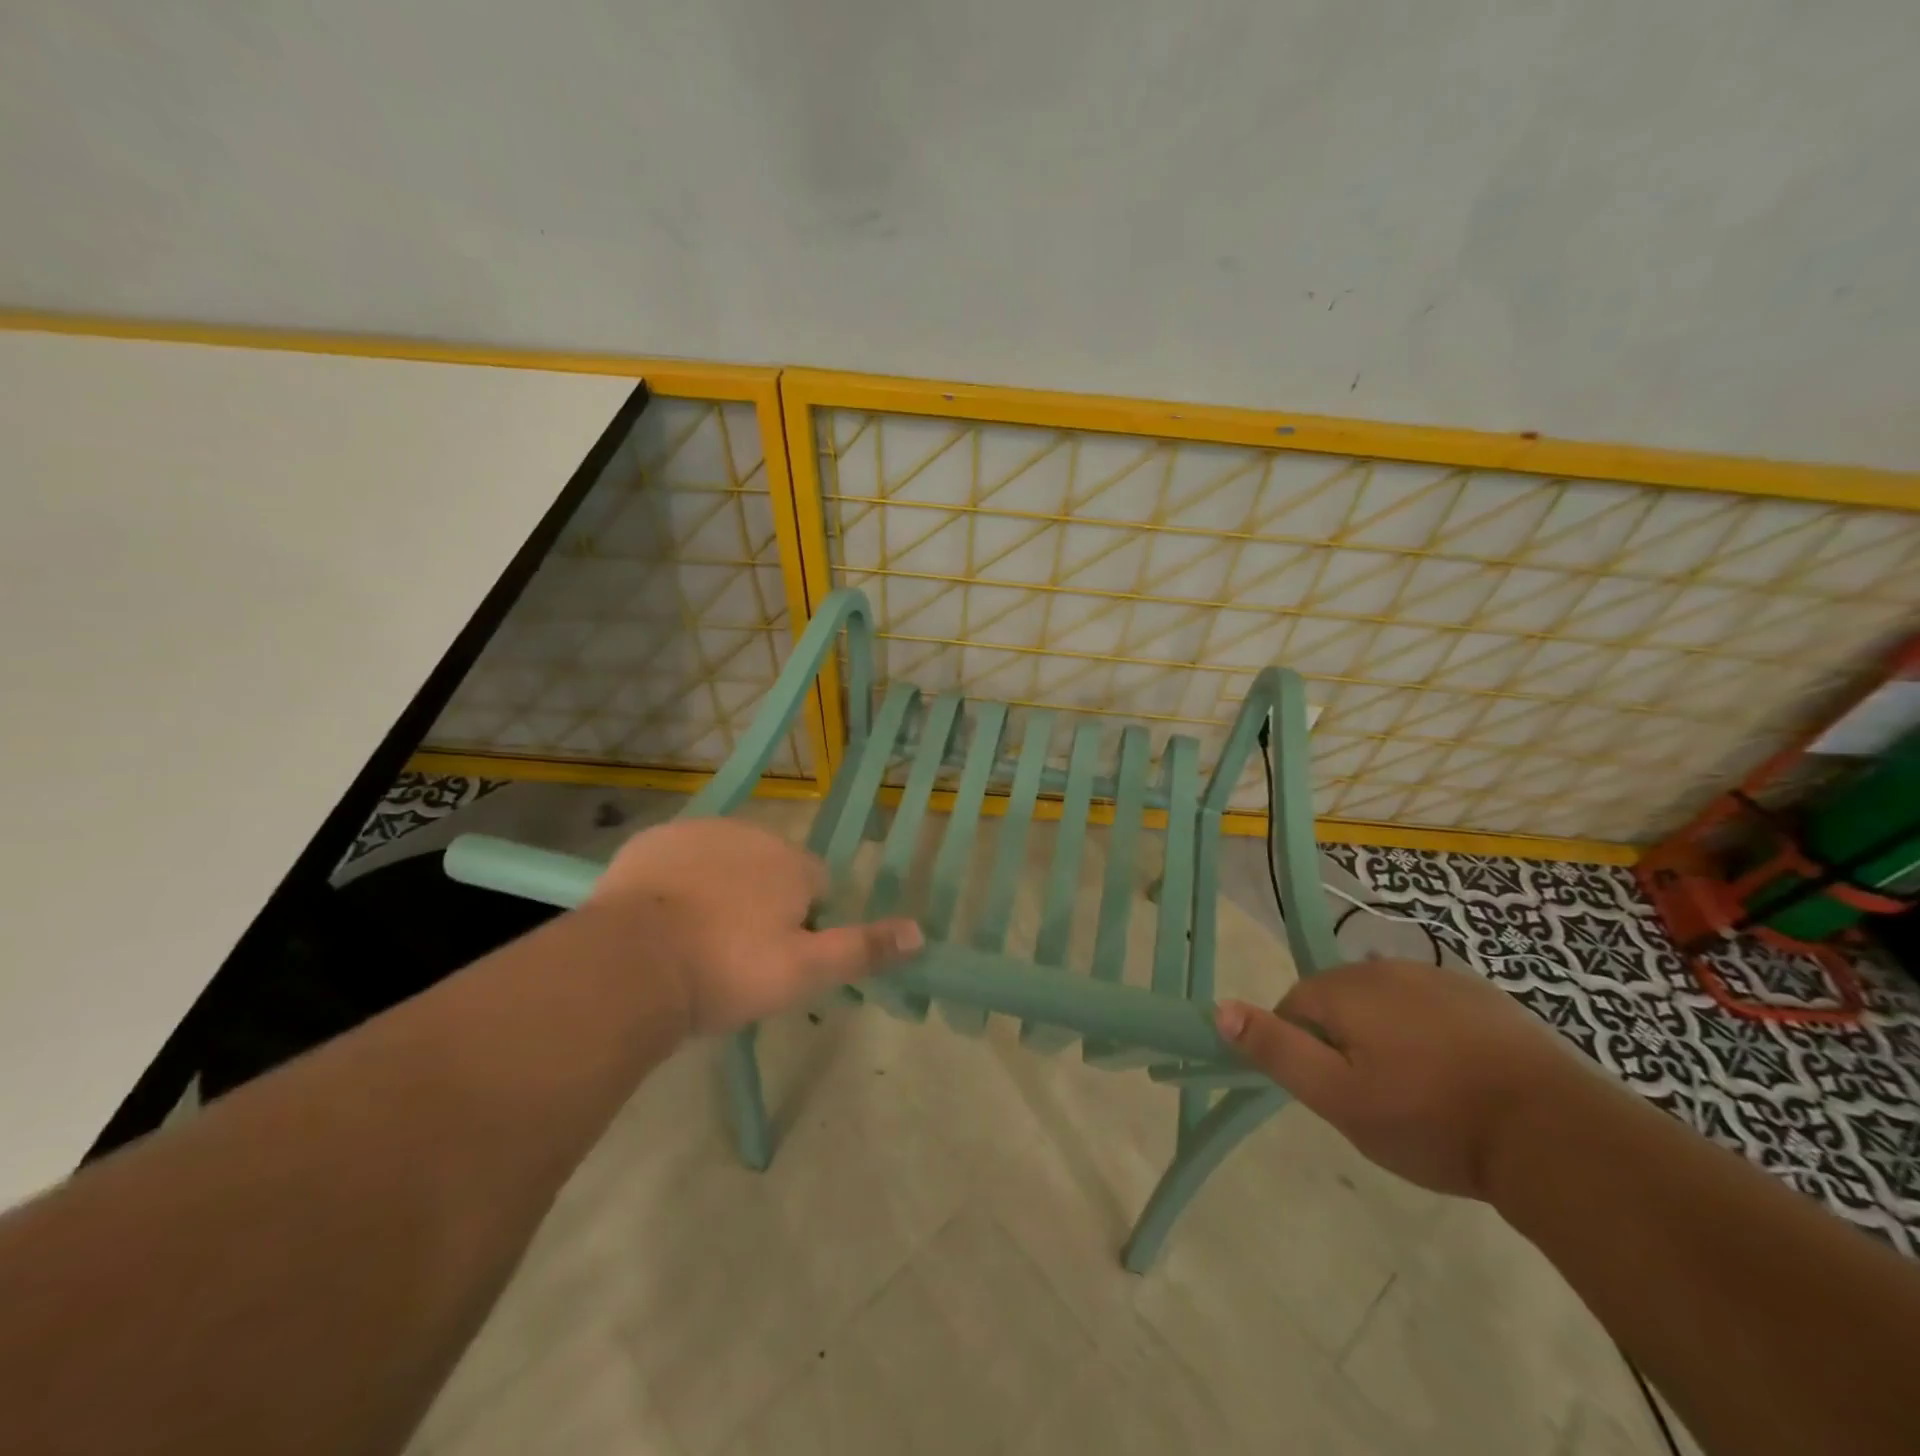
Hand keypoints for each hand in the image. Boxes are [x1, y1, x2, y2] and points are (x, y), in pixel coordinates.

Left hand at [586, 818, 922, 1035]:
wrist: (631, 965)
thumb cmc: (727, 971)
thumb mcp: (804, 972)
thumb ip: (863, 949)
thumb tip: (920, 933)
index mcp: (791, 864)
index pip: (816, 884)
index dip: (803, 921)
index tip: (777, 958)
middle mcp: (750, 834)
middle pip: (770, 868)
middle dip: (761, 901)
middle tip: (735, 954)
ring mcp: (696, 832)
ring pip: (724, 860)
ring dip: (720, 888)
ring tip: (695, 940)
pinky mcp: (651, 842)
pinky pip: (678, 859)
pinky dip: (677, 881)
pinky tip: (660, 920)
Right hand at [1215, 958, 1593, 1198]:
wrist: (1557, 1136)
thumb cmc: (1431, 1119)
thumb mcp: (1338, 1098)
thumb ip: (1277, 1050)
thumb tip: (1220, 1009)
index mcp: (1345, 988)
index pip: (1293, 1006)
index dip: (1302, 1050)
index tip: (1331, 1094)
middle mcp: (1386, 967)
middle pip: (1340, 1001)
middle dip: (1345, 1042)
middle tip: (1375, 1101)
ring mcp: (1440, 977)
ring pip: (1388, 1005)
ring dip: (1389, 1037)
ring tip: (1421, 1095)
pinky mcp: (1484, 997)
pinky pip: (1434, 1009)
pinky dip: (1433, 1036)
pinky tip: (1460, 1080)